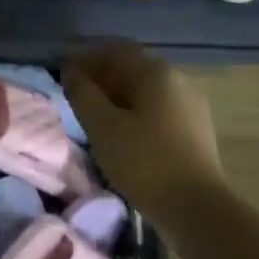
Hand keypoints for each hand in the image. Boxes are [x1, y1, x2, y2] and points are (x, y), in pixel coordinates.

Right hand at [64, 42, 224, 225]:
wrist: (196, 208)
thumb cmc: (144, 161)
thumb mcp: (102, 126)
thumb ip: (82, 93)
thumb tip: (71, 71)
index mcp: (156, 72)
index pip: (114, 50)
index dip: (85, 58)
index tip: (62, 75)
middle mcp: (178, 80)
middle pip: (132, 68)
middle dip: (101, 77)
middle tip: (74, 96)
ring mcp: (190, 105)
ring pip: (145, 90)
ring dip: (116, 96)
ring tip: (93, 117)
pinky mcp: (194, 129)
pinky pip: (157, 109)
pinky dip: (134, 112)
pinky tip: (120, 133)